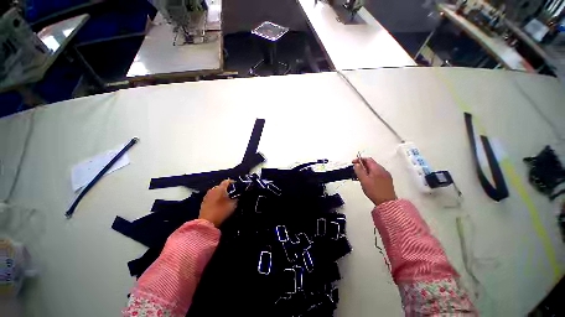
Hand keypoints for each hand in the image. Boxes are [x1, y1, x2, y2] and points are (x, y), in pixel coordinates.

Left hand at [199, 180, 237, 226]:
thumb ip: (236, 199)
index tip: (236, 185)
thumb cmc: (221, 211)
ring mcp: (207, 195)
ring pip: (216, 191)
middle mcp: (213, 190)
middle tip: (232, 193)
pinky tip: (219, 203)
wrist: (206, 222)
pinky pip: (212, 196)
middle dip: (226, 188)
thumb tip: (237, 196)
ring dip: (221, 193)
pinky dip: (216, 197)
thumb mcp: (232, 205)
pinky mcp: (204, 201)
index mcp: (220, 189)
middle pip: (221, 186)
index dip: (232, 182)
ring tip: (226, 198)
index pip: (226, 181)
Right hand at [352, 157, 396, 205]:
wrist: (386, 202)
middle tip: (356, 170)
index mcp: (377, 168)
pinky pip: (378, 174)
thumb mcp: (363, 180)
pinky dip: (371, 174)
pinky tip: (368, 180)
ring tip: (360, 177)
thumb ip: (359, 171)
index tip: (353, 162)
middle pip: (371, 164)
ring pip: (374, 169)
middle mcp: (383, 170)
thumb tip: (357, 164)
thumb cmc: (375, 191)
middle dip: (362, 165)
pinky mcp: (387, 180)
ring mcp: (386, 175)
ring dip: (366, 170)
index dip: (359, 159)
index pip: (367, 159)